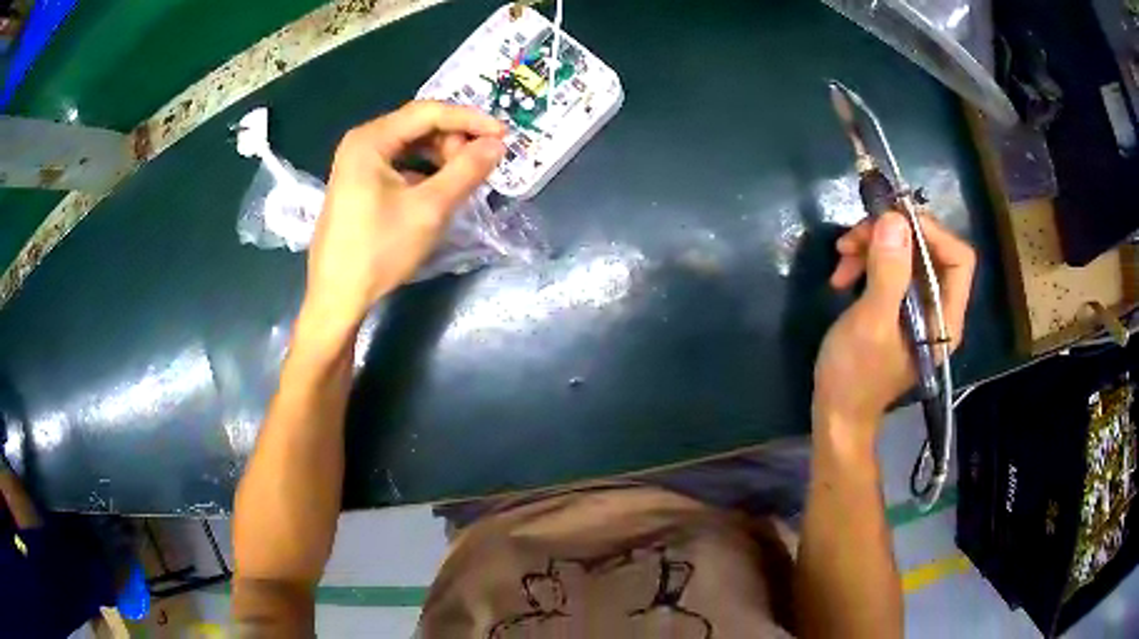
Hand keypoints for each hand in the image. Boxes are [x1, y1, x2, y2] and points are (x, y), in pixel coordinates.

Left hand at [302, 101, 505, 332]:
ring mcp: (357, 162)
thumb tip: (497, 145)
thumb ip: (466, 171)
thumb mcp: (429, 209)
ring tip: (460, 183)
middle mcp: (361, 142)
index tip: (504, 134)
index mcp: (371, 139)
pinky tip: (438, 192)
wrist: (337, 296)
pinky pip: (400, 164)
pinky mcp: (359, 182)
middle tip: (476, 168)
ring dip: (441, 158)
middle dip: (453, 142)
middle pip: (419, 126)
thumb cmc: (379, 251)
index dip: (470, 120)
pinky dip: (424, 172)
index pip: (429, 112)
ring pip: (411, 146)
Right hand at [813, 211, 975, 439]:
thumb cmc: (856, 376)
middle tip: (854, 236)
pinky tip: (842, 274)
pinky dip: (866, 260)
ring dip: (872, 246)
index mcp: (944, 318)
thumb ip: (888, 272)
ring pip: (905, 254)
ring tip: (842, 257)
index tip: (892, 220)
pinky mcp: (897, 306)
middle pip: (928, 250)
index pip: (958, 258)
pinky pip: (889, 267)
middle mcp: (937, 308)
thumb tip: (895, 219)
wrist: (836, 412)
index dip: (931, 232)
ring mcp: (917, 306)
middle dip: (891, 235)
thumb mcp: (871, 323)